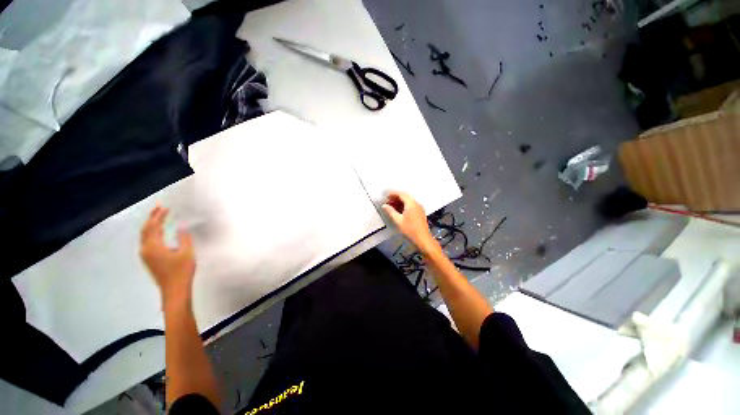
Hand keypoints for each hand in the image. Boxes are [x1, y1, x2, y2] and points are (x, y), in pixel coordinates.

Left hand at [140, 206, 195, 303]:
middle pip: (145, 229)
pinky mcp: (149, 259)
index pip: (153, 226)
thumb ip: (184, 238)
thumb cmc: (182, 271)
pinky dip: (152, 233)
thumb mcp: (187, 253)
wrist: (174, 290)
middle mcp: (145, 249)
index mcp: (153, 246)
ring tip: (159, 217)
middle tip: (159, 207)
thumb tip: (181, 227)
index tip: (166, 207)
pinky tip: (159, 231)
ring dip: (151, 225)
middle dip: (152, 217)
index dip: (159, 216)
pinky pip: (147, 241)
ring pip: (145, 235)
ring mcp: (145, 255)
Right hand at [382, 192, 436, 253]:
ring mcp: (419, 208)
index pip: (401, 194)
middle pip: (405, 196)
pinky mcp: (420, 212)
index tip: (386, 197)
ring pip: (408, 201)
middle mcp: (416, 203)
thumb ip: (390, 211)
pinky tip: (398, 210)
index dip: (393, 194)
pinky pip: (411, 205)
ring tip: (391, 206)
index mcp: (411, 203)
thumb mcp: (398, 221)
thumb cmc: (410, 230)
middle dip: (396, 197)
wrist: (423, 239)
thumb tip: (384, 205)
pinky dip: (404, 205)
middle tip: (387, 202)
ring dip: (399, 202)